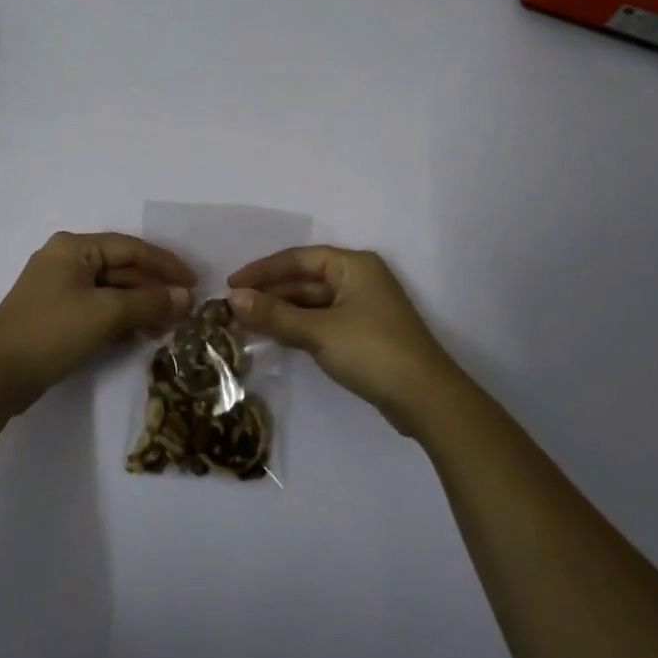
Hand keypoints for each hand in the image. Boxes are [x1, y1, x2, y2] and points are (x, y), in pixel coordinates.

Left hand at [0, 232, 194, 414]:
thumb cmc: (52, 331)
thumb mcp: (106, 313)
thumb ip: (149, 302)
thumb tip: (186, 298)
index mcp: (74, 248)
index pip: (131, 248)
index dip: (165, 264)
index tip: (194, 283)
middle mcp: (65, 260)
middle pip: (121, 268)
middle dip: (153, 288)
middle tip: (185, 309)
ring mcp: (58, 289)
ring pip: (111, 290)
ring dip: (140, 305)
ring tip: (169, 324)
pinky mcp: (55, 315)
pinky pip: (97, 308)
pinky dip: (120, 318)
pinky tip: (141, 334)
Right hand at [228, 247, 460, 433]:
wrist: (426, 399)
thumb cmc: (372, 351)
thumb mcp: (318, 331)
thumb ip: (275, 314)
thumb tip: (233, 299)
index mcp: (353, 265)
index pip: (298, 258)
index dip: (262, 270)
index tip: (231, 285)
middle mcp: (359, 279)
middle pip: (305, 279)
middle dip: (271, 293)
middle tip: (234, 308)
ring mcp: (364, 307)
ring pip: (313, 302)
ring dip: (283, 311)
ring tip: (248, 323)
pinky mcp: (365, 334)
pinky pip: (323, 320)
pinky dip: (299, 326)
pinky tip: (277, 337)